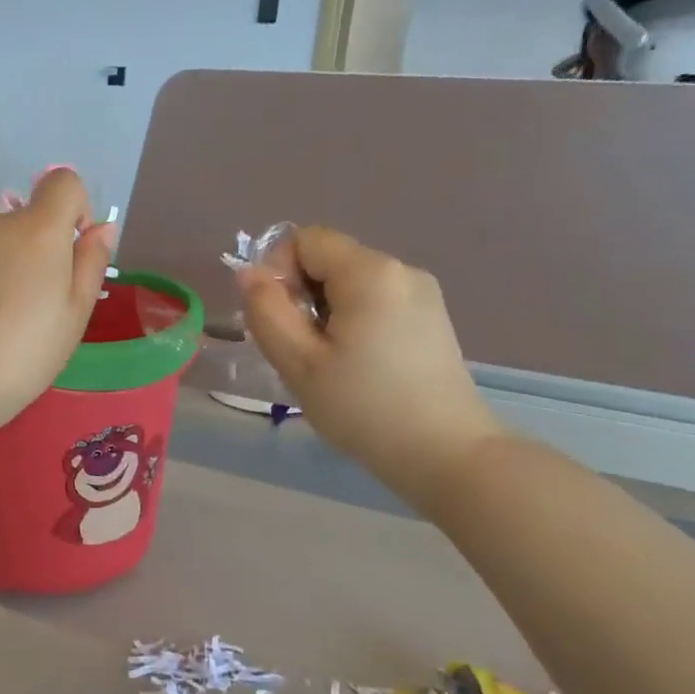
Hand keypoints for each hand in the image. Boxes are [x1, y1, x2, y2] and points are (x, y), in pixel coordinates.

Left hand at [0, 169, 113, 436]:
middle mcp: (0, 226)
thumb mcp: (76, 310)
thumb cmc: (27, 347)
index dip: (79, 209)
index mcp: (38, 227)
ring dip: (22, 266)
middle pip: (34, 216)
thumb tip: (101, 228)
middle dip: (50, 247)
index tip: (78, 254)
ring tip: (20, 320)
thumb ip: (91, 263)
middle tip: (52, 303)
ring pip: (9, 241)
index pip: (63, 181)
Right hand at [237, 227, 504, 512]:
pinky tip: (357, 364)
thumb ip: (266, 312)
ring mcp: (422, 293)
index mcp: (369, 272)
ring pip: (349, 283)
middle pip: (328, 259)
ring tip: (329, 362)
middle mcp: (401, 269)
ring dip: (324, 312)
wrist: (445, 454)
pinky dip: (352, 321)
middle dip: (301, 295)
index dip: (277, 272)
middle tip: (300, 350)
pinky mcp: (430, 317)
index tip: (279, 321)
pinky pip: (375, 301)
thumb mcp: (299, 363)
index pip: (304, 239)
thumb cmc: (364, 408)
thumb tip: (248, 274)